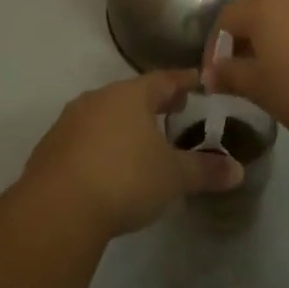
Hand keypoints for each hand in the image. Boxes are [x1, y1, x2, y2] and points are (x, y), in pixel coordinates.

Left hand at [22, 70, 243, 238]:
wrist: (57, 207)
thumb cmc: (125, 179)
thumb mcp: (173, 177)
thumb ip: (205, 171)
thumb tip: (238, 170)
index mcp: (131, 95)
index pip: (164, 79)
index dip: (183, 81)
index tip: (198, 81)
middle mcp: (98, 99)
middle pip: (132, 94)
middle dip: (154, 102)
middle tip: (174, 109)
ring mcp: (70, 122)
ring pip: (104, 114)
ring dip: (124, 123)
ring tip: (141, 140)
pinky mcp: (50, 148)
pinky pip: (83, 138)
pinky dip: (100, 144)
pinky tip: (108, 166)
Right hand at [203, 0, 288, 151]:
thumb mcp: (261, 89)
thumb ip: (230, 76)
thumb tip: (210, 74)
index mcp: (266, 5)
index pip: (228, 17)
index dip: (216, 46)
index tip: (217, 76)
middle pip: (260, 12)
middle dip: (248, 43)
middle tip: (246, 76)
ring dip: (278, 41)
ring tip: (280, 76)